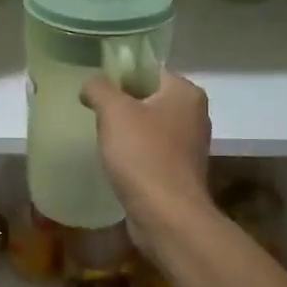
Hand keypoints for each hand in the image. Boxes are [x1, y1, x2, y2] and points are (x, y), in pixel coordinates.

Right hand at [80, 71, 212, 232]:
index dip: (120, 76)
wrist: (166, 215)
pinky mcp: (181, 171)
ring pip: (150, 126)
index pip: (149, 71)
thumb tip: (91, 83)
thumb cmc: (142, 155)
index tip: (95, 90)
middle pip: (149, 98)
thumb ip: (99, 88)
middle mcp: (195, 115)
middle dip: (121, 105)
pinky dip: (135, 154)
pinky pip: (152, 152)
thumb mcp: (114, 111)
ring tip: (101, 138)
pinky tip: (116, 162)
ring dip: (127, 131)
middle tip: (94, 113)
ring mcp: (190, 145)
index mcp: (186, 93)